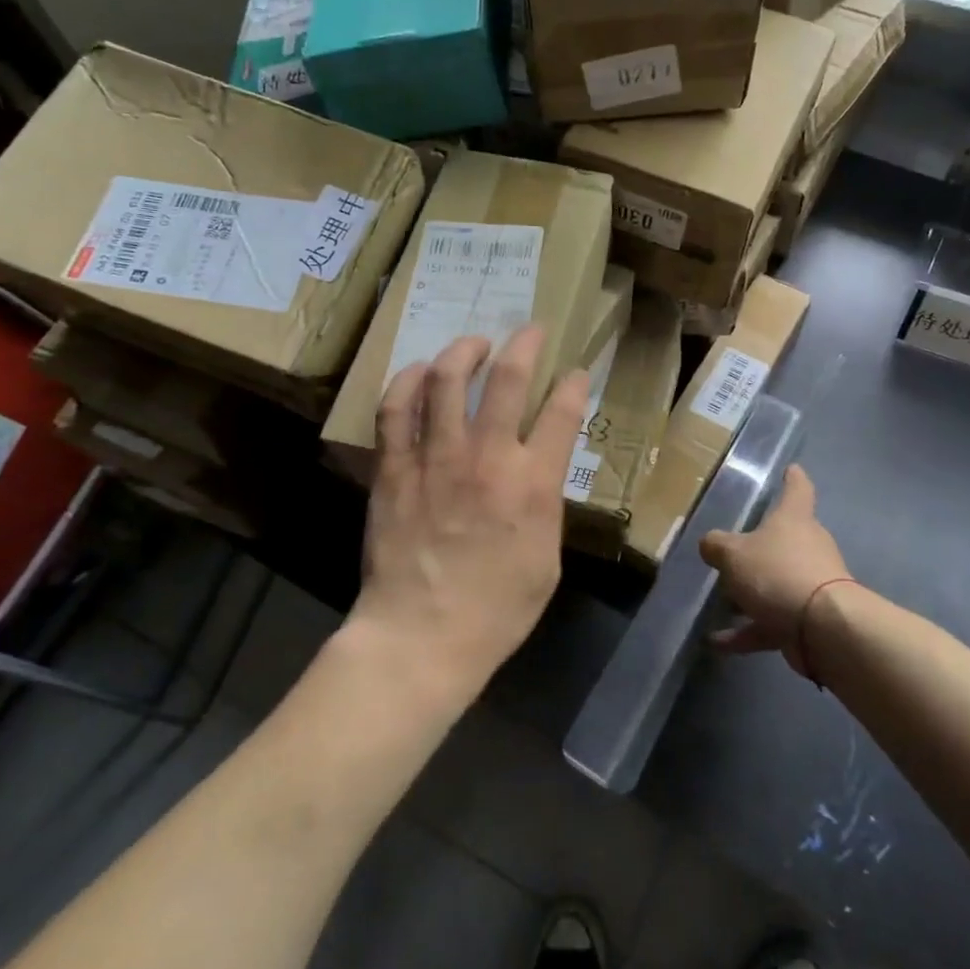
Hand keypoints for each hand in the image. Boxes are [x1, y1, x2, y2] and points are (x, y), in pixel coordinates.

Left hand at [349, 326, 587, 708]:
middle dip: (524, 344)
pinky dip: (408, 381)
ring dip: (465, 350)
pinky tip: (419, 371)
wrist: (421, 637)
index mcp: (533, 484)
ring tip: (474, 343)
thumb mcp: (547, 560)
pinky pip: (396, 408)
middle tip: (529, 331)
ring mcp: (436, 458)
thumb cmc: (496, 610)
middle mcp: (488, 458)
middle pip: (508, 379)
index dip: (573, 383)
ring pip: (448, 380)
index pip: (563, 412)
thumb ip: (545, 506)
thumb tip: (540, 472)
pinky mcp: (394, 468)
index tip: (576, 372)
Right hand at [700, 465, 851, 675]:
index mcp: (793, 519)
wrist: (822, 628)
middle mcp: (808, 547)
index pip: (797, 489)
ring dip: (750, 593)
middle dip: (762, 546)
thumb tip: (710, 545)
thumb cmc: (777, 572)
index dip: (793, 478)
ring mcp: (811, 584)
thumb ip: (716, 546)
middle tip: (733, 550)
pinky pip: (771, 621)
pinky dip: (746, 630)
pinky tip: (717, 641)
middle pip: (785, 539)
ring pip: (776, 582)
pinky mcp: (808, 620)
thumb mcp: (733, 553)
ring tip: (720, 601)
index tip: (791, 469)